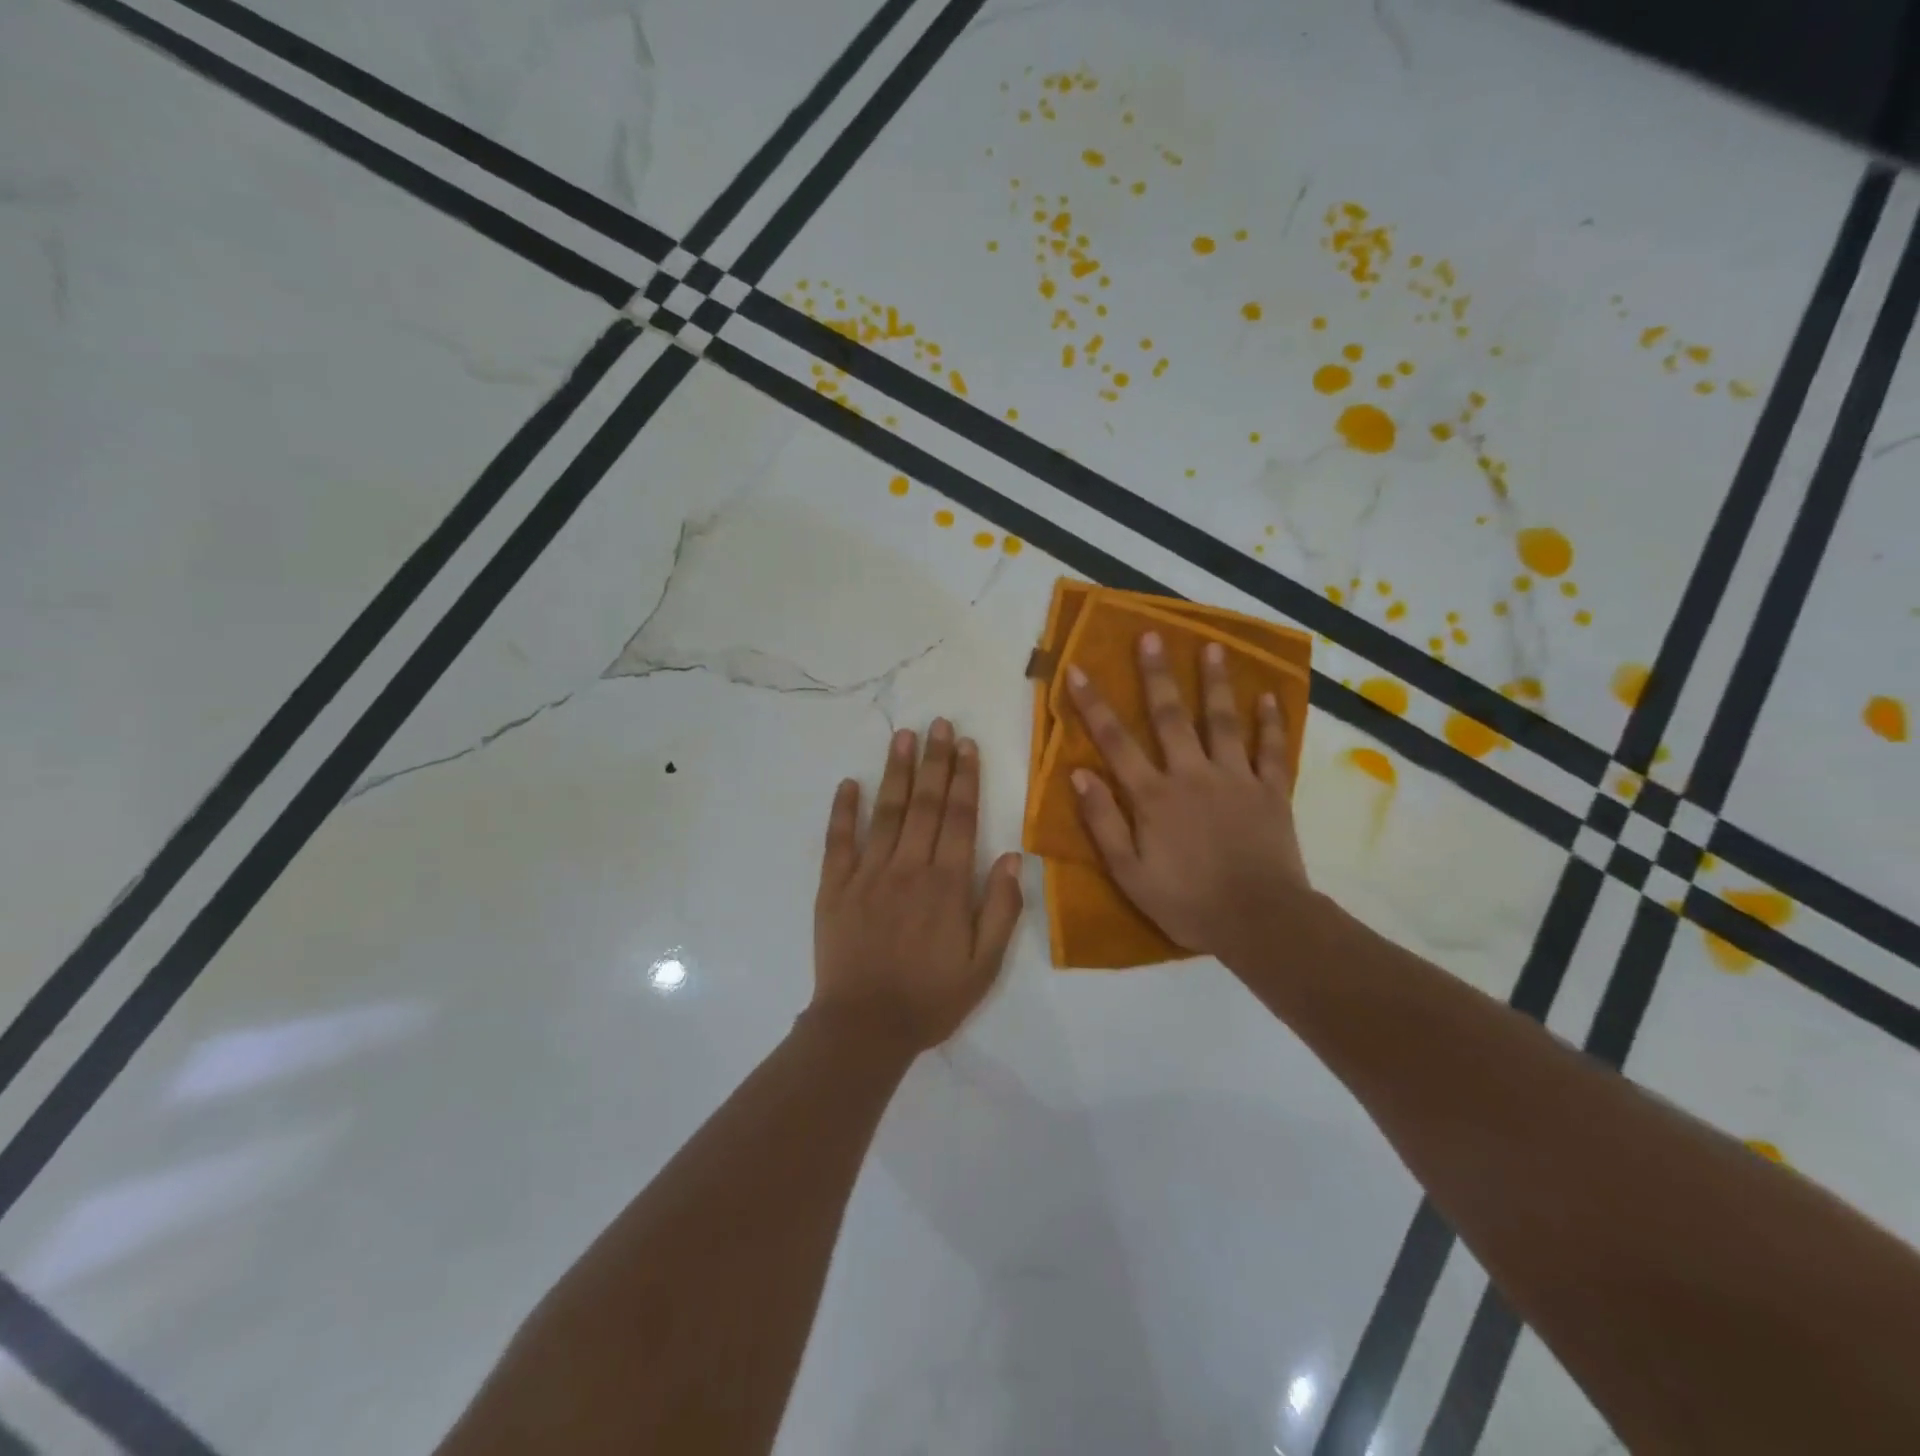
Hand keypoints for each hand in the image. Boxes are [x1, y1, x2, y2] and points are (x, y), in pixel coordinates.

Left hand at [813, 720, 1024, 1049]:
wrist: (864, 1027)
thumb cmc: (930, 998)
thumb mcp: (984, 965)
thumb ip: (1000, 908)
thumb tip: (1010, 855)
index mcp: (947, 883)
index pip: (960, 817)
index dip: (965, 777)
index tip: (966, 744)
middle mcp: (909, 867)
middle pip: (925, 803)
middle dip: (934, 761)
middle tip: (938, 723)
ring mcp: (868, 874)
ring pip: (886, 812)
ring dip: (896, 772)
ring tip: (902, 736)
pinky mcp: (835, 887)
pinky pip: (839, 841)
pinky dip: (843, 811)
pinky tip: (848, 783)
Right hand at [1066, 632, 1310, 955]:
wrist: (1258, 921)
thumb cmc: (1186, 901)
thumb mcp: (1129, 872)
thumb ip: (1103, 822)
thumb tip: (1079, 774)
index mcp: (1154, 796)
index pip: (1115, 741)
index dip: (1093, 704)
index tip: (1077, 669)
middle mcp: (1192, 774)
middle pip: (1170, 716)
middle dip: (1156, 675)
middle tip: (1151, 636)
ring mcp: (1235, 778)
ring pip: (1223, 721)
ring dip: (1215, 682)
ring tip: (1213, 646)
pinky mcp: (1271, 791)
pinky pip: (1271, 749)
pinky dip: (1271, 722)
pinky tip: (1268, 696)